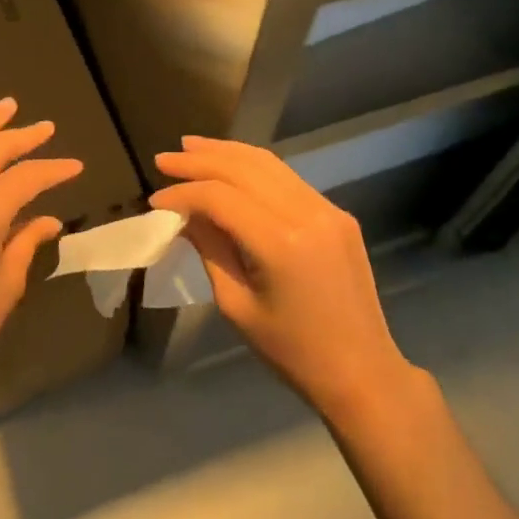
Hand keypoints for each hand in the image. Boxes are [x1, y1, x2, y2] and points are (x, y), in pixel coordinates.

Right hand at [151, 136, 410, 415]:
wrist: (362, 371)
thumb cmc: (292, 352)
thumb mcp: (237, 306)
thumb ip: (210, 250)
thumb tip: (184, 215)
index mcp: (281, 243)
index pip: (220, 197)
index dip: (184, 194)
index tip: (156, 201)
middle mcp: (307, 213)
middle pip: (244, 168)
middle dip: (200, 160)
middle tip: (164, 159)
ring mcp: (327, 209)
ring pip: (268, 164)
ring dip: (227, 153)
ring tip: (192, 147)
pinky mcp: (337, 213)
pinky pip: (288, 179)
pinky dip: (254, 168)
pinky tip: (231, 167)